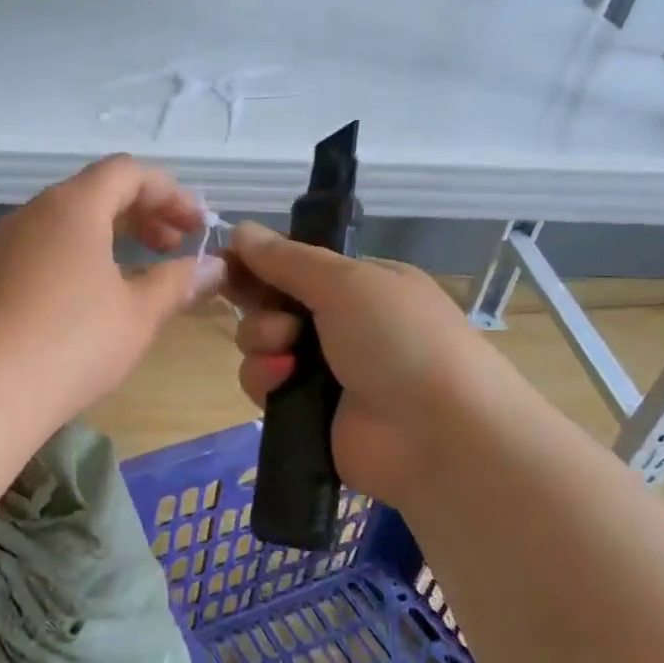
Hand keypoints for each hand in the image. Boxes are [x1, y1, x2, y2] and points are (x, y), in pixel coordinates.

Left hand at [0, 156, 226, 421]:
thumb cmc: (72, 343)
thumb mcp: (138, 314)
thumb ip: (178, 282)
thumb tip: (212, 267)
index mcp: (73, 206)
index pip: (128, 172)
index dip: (171, 193)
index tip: (198, 228)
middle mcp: (33, 212)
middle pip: (95, 192)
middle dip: (142, 212)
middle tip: (172, 247)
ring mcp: (3, 244)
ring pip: (65, 222)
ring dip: (108, 236)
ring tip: (136, 274)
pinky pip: (42, 249)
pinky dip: (76, 257)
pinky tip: (88, 299)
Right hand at [223, 221, 500, 501]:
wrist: (437, 434)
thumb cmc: (399, 340)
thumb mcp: (347, 283)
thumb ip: (287, 258)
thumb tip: (239, 228)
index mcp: (361, 285)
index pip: (296, 264)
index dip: (260, 261)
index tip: (226, 261)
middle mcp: (341, 324)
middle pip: (272, 303)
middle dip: (262, 306)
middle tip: (275, 315)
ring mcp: (324, 370)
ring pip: (261, 345)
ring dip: (262, 343)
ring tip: (285, 354)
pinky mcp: (305, 411)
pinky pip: (264, 384)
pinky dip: (265, 379)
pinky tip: (282, 383)